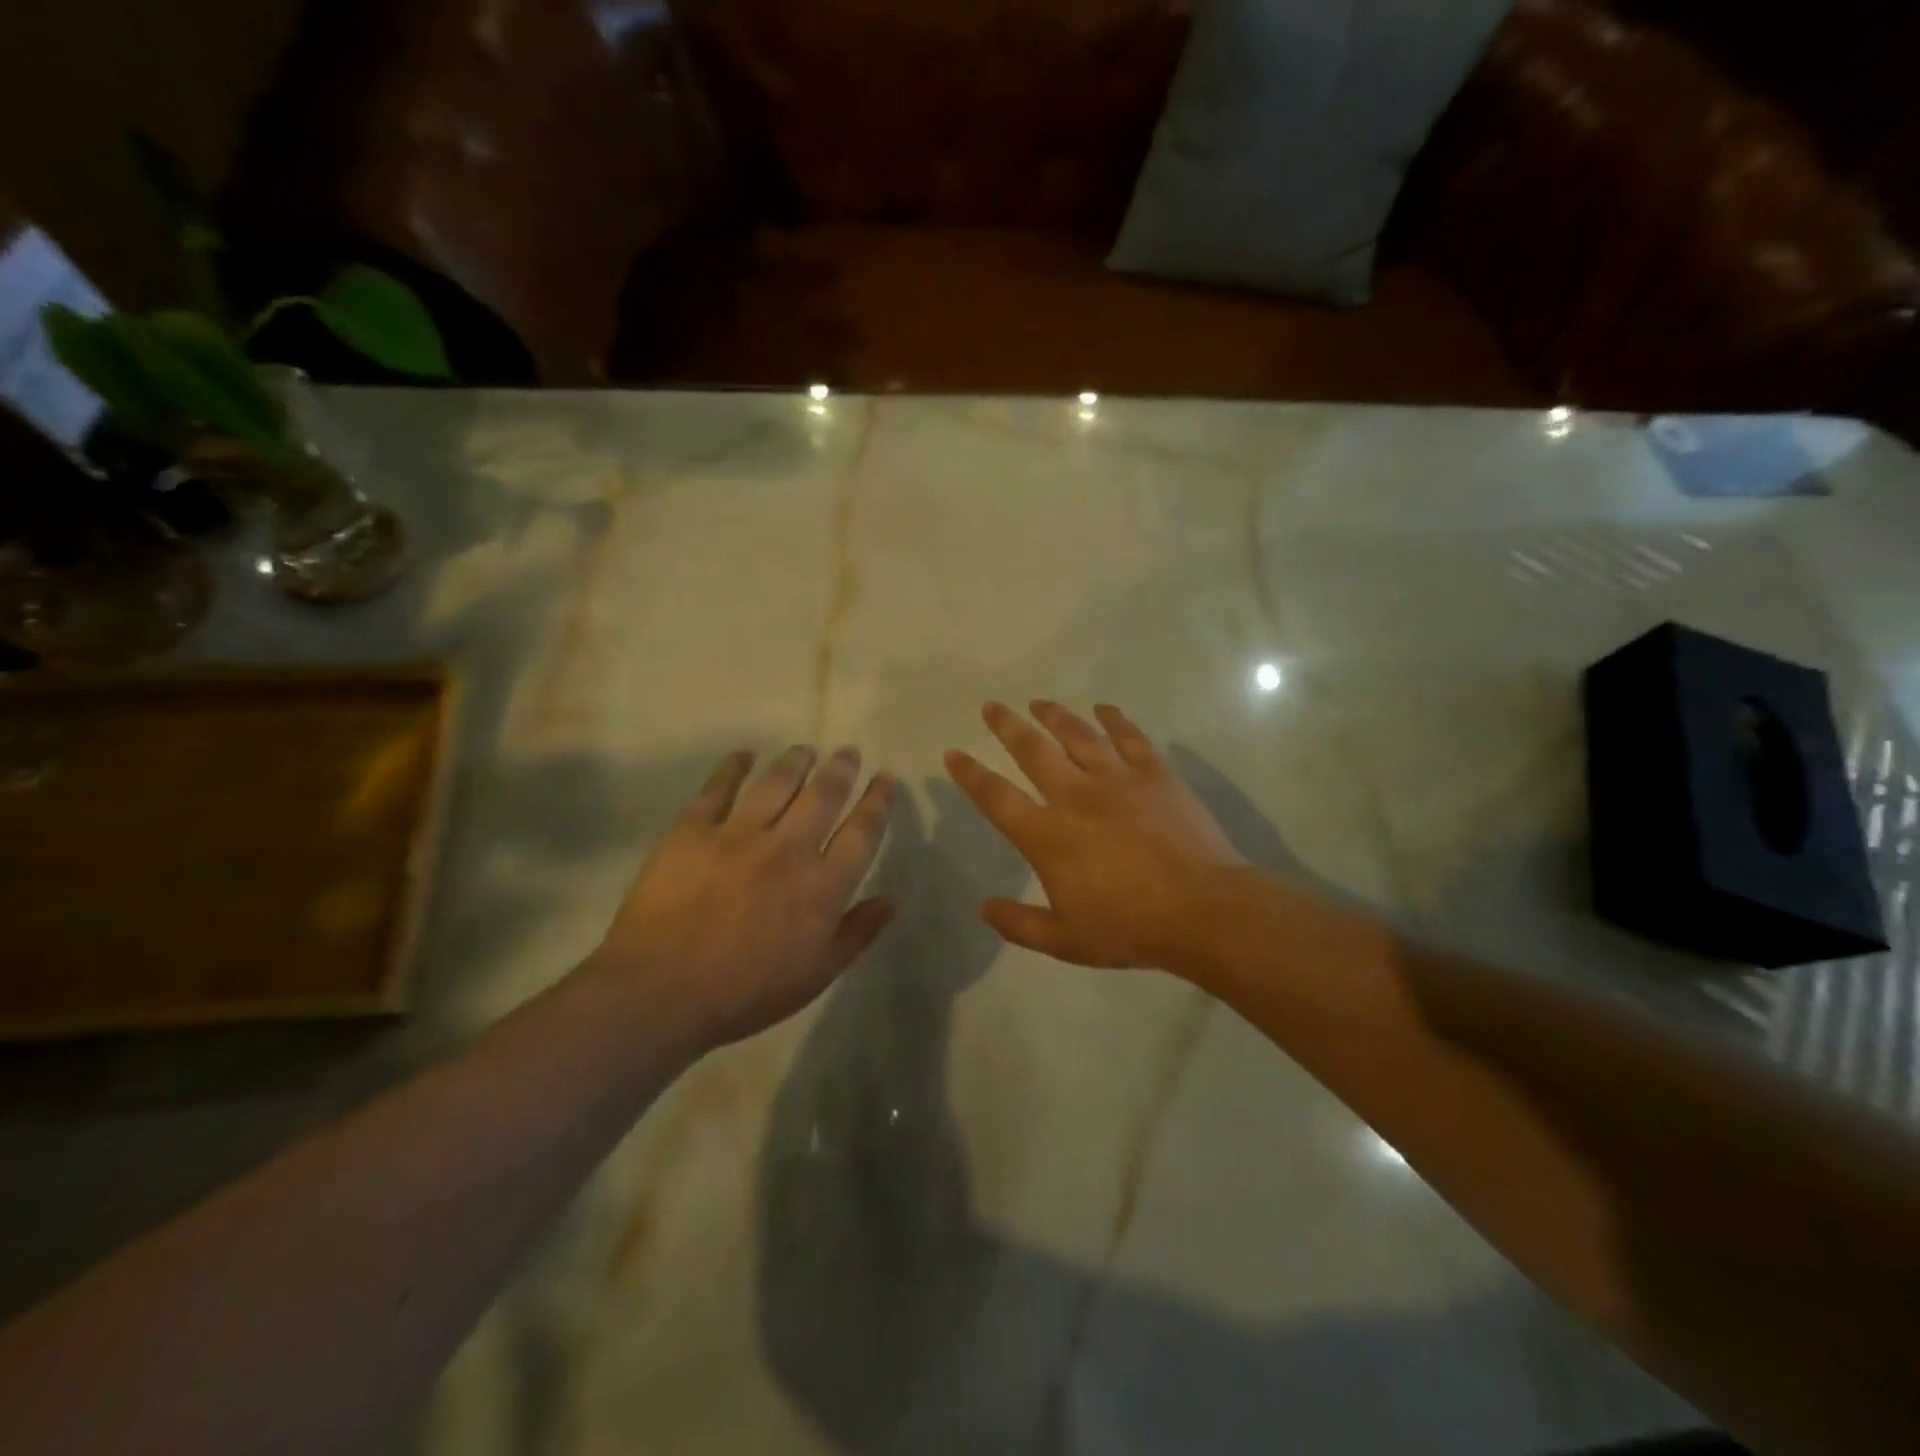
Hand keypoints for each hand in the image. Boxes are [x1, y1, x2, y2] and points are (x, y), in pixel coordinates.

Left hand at [590, 746, 896, 1048]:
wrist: (660, 992)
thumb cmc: (746, 992)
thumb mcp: (816, 974)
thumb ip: (858, 933)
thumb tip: (893, 898)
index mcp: (822, 886)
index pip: (862, 832)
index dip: (878, 801)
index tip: (886, 778)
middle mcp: (787, 848)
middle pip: (823, 795)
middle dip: (841, 769)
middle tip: (848, 752)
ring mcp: (738, 834)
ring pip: (776, 783)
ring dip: (796, 761)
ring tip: (805, 749)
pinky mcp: (693, 830)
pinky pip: (717, 788)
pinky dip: (732, 767)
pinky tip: (743, 754)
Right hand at [945, 701, 1247, 968]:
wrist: (1202, 910)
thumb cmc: (1130, 928)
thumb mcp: (1065, 941)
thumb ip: (1019, 924)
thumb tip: (982, 909)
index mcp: (1048, 836)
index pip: (997, 798)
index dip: (971, 775)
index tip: (953, 753)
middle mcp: (1076, 796)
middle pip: (1033, 751)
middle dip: (1007, 727)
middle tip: (992, 706)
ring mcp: (1118, 780)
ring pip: (1078, 736)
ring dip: (1055, 716)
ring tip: (1039, 701)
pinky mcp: (1156, 774)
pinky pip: (1131, 737)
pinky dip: (1115, 720)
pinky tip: (1104, 708)